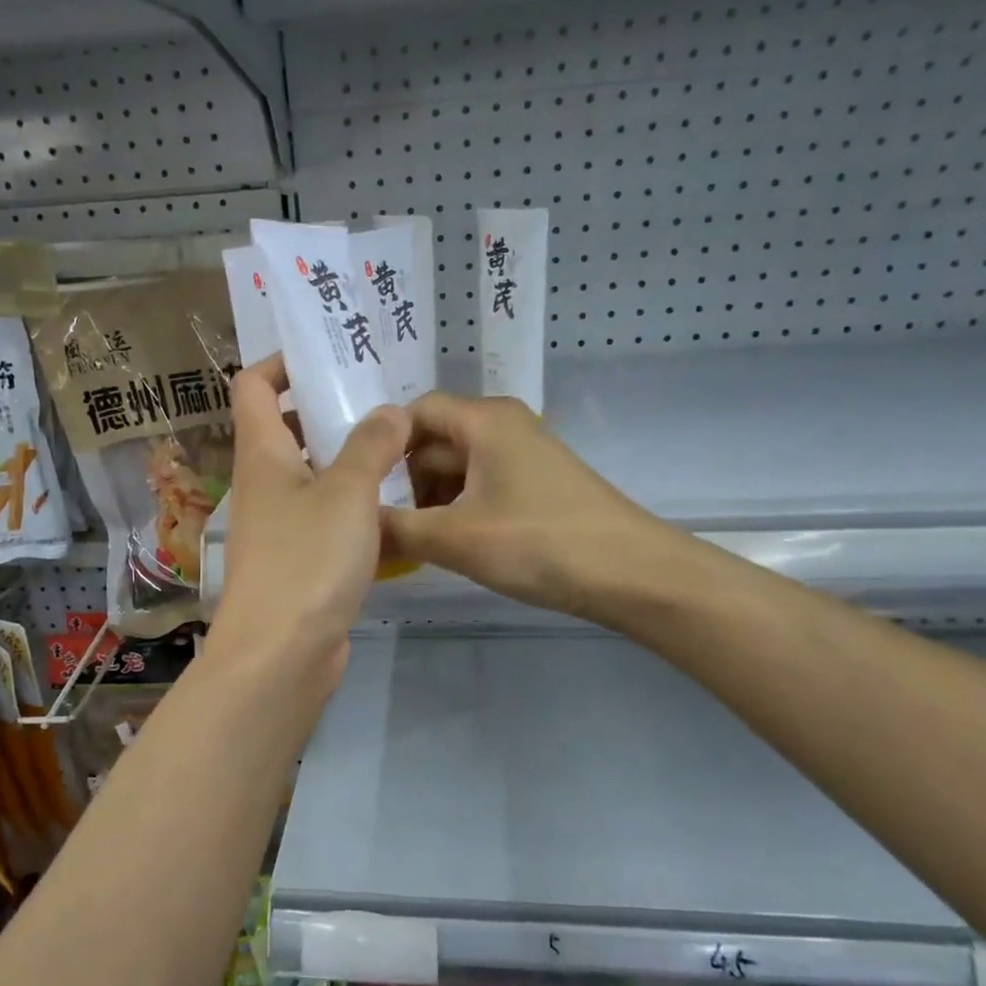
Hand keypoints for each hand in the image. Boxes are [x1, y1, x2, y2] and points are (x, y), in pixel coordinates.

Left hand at [206, 356, 409, 687]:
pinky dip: (356, 508)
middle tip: (384, 400)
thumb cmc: (307, 561)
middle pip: (288, 428)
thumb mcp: (347, 493)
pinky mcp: (300, 562)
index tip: (329, 357)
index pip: (253, 385)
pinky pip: (328, 520)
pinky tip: (398, 508)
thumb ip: (372, 446)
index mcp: (262, 454)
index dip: (282, 362)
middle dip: (331, 410)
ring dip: (350, 460)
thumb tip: (390, 410)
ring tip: (402, 447)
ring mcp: (280, 526)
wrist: (280, 656)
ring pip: (314, 476)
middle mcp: (264, 484)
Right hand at [382, 393, 662, 624]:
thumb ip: (396, 528)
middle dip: (406, 481)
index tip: (360, 488)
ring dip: (431, 501)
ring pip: (457, 467)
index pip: (415, 412)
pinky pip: (481, 486)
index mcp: (483, 420)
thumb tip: (354, 526)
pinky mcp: (536, 485)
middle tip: (384, 526)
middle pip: (434, 441)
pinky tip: (451, 545)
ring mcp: (523, 455)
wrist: (631, 572)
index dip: (383, 445)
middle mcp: (503, 426)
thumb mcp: (456, 538)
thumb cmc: (539, 543)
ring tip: (414, 542)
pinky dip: (459, 510)